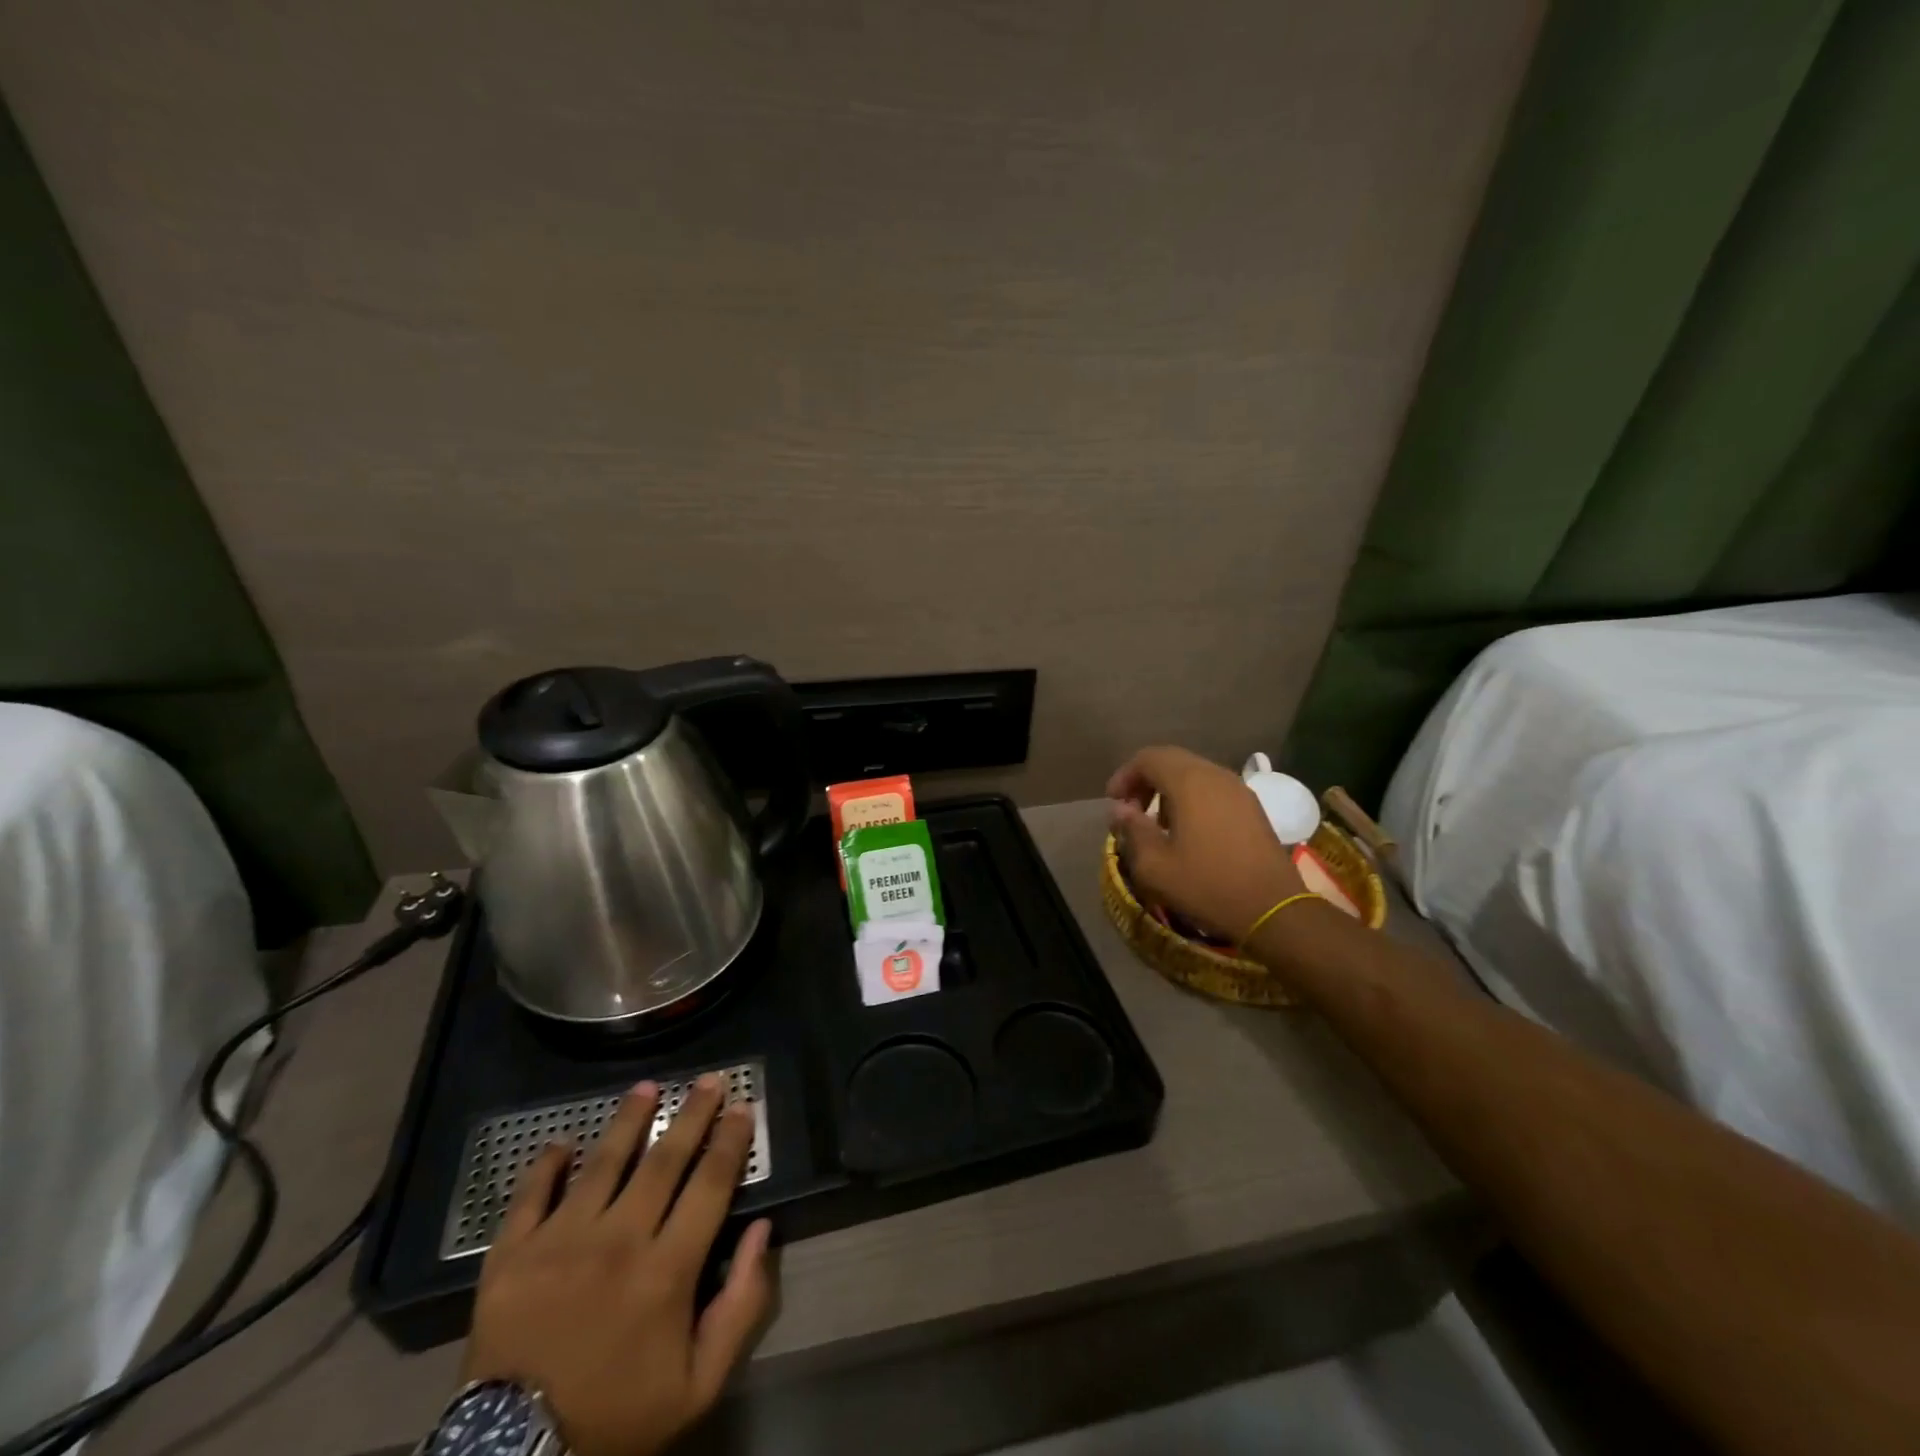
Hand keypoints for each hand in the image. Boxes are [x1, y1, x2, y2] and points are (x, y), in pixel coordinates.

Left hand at [463, 1075, 772, 1455]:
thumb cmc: (617, 1417)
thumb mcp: (698, 1384)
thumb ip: (740, 1306)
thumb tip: (760, 1231)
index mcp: (666, 1270)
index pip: (710, 1184)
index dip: (730, 1141)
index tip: (742, 1107)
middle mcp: (617, 1241)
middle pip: (664, 1160)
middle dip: (692, 1114)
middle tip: (710, 1078)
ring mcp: (558, 1244)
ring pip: (602, 1163)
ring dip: (628, 1120)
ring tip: (647, 1087)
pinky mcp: (509, 1257)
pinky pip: (529, 1196)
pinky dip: (545, 1164)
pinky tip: (561, 1141)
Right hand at [1107, 746, 1304, 943]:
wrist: (1273, 910)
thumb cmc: (1208, 886)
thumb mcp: (1155, 866)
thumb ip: (1132, 830)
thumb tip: (1120, 809)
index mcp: (1190, 783)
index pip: (1149, 758)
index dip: (1125, 775)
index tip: (1113, 803)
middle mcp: (1216, 775)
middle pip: (1172, 760)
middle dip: (1145, 780)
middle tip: (1130, 810)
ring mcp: (1239, 790)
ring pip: (1194, 773)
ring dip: (1169, 790)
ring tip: (1157, 823)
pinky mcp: (1252, 807)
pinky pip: (1213, 789)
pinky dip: (1192, 798)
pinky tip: (1188, 831)